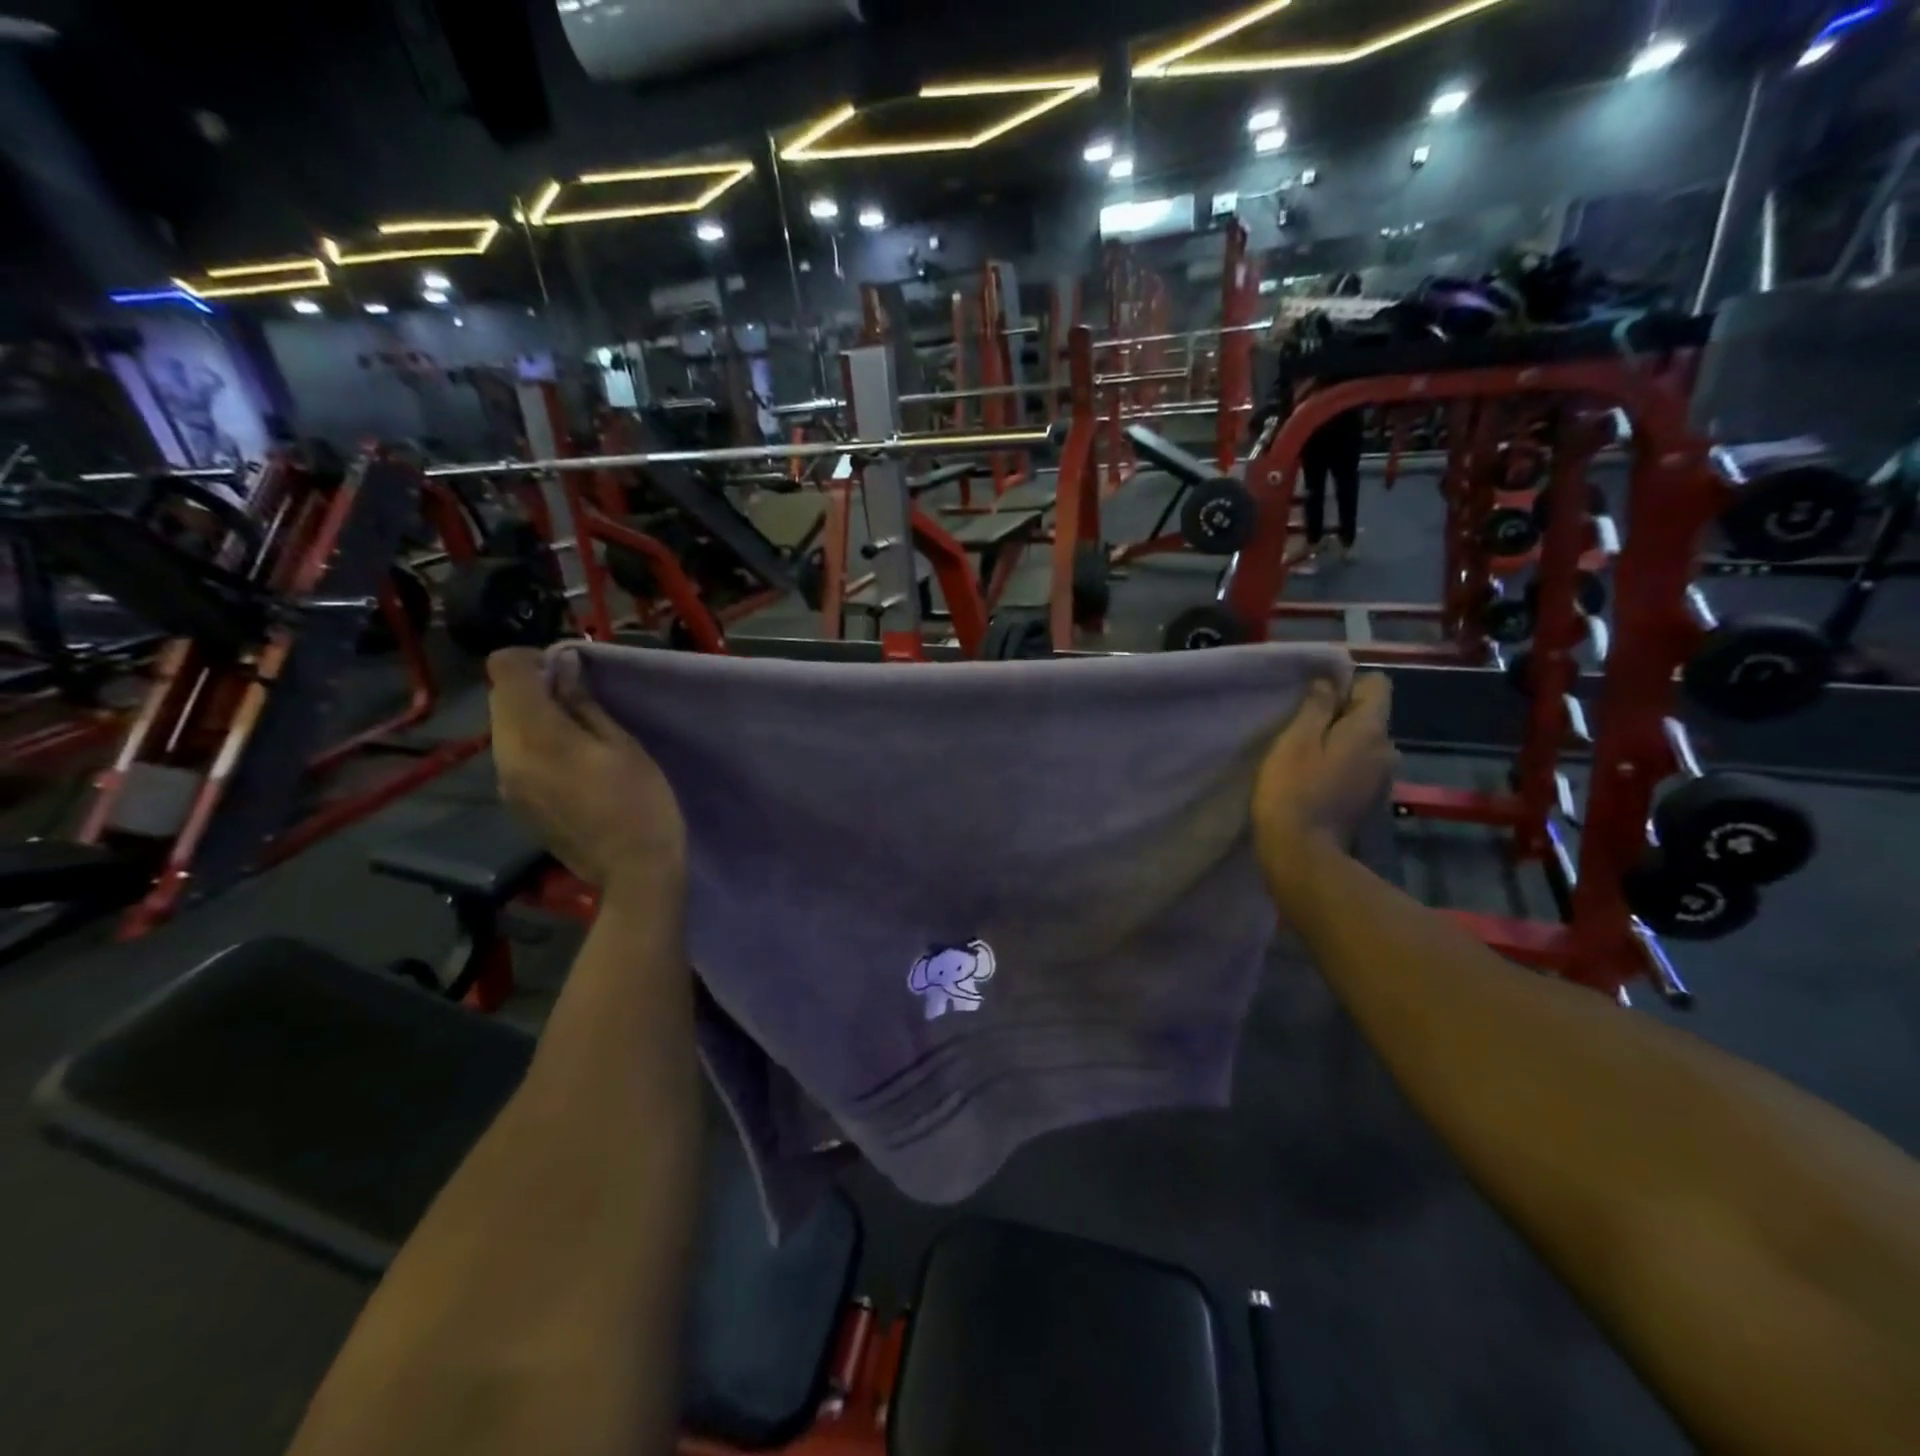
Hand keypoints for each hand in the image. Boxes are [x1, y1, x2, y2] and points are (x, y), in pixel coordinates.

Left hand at [487, 648, 686, 889]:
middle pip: (499, 698)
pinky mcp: (512, 802)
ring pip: (503, 728)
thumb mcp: (622, 745)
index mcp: (537, 734)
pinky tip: (569, 764)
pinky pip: (511, 756)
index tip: (568, 670)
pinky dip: (532, 745)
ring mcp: (504, 782)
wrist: (632, 871)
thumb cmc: (640, 801)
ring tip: (577, 732)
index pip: (504, 669)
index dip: (532, 659)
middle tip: (578, 699)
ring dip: (532, 717)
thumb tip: (563, 668)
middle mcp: (507, 754)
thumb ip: (584, 703)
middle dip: (532, 688)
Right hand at [1253, 673, 1396, 899]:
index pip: (1378, 685)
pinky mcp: (1370, 801)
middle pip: (1370, 716)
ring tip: (1306, 756)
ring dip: (1340, 743)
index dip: (1348, 683)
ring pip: (1363, 744)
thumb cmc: (1293, 790)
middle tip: (1302, 729)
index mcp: (1371, 730)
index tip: (1316, 698)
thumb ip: (1315, 707)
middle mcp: (1387, 750)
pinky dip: (1341, 766)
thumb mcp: (1295, 741)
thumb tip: (1328, 682)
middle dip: (1341, 716)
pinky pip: (1359, 767)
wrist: (1302, 854)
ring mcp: (1382, 779)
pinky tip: (1315, 780)